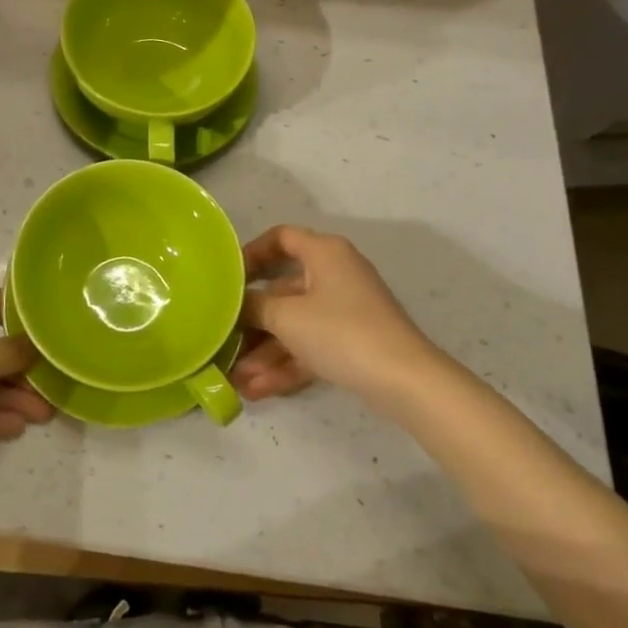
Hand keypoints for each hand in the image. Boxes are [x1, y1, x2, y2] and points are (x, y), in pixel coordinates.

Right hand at [232, 226, 438, 407]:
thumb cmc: (340, 332)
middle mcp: (335, 274)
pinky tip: (258, 389)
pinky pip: (311, 345)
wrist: (404, 380)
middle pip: (283, 289)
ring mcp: (345, 310)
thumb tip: (234, 302)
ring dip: (266, 349)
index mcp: (324, 252)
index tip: (228, 277)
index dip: (252, 253)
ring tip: (237, 377)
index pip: (281, 238)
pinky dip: (287, 363)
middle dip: (253, 319)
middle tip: (224, 337)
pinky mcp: (352, 341)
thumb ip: (254, 306)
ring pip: (295, 324)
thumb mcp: (287, 317)